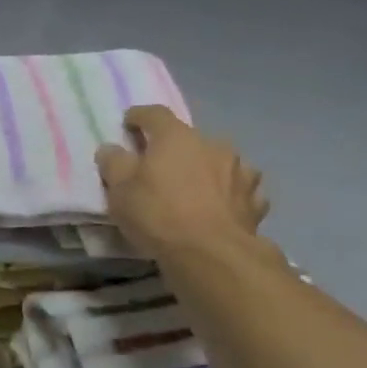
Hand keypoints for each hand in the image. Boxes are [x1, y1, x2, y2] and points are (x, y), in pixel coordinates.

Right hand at [95, 106, 270, 261]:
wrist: (211, 253)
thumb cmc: (157, 213)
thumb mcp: (119, 189)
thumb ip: (113, 163)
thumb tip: (111, 148)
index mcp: (176, 138)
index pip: (155, 114)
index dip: (139, 117)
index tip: (128, 123)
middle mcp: (213, 145)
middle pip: (189, 140)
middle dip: (173, 149)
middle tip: (158, 167)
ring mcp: (240, 171)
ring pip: (218, 162)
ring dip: (205, 170)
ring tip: (192, 189)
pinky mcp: (255, 200)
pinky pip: (238, 189)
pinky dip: (227, 194)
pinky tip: (219, 207)